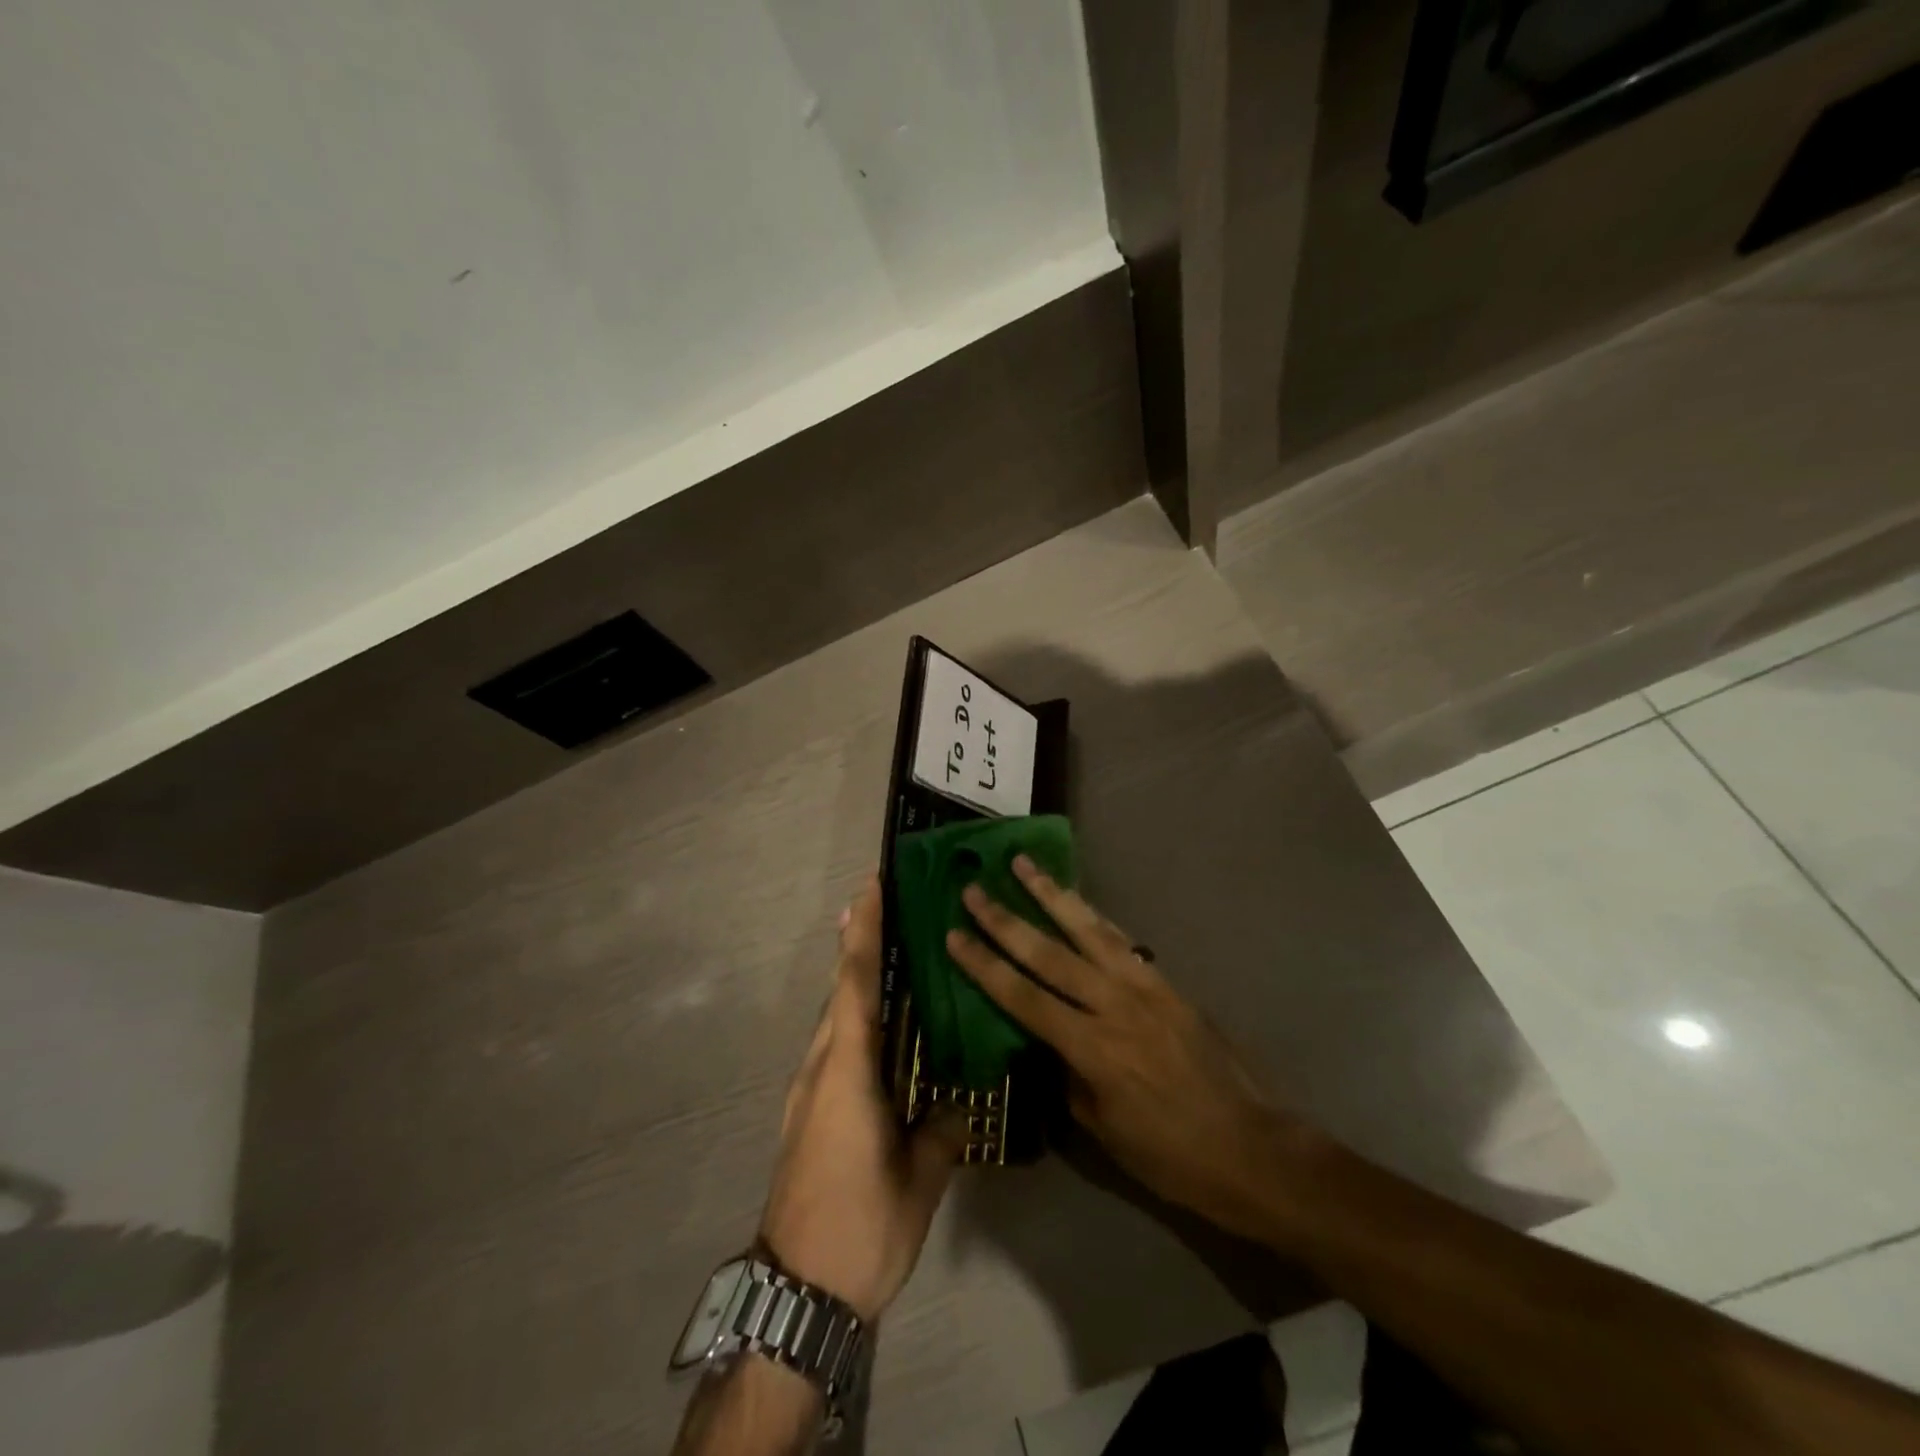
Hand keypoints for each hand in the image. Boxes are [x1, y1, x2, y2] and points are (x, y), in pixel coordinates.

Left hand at [758, 874, 965, 1321]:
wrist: (796, 1291)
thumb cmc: (860, 1228)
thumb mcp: (917, 1182)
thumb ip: (941, 1131)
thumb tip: (960, 1099)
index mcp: (846, 1073)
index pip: (856, 987)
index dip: (863, 934)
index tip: (869, 888)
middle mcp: (821, 1068)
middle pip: (841, 993)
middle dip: (859, 946)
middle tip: (889, 906)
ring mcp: (809, 1090)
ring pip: (835, 1019)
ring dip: (856, 981)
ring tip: (891, 953)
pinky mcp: (807, 1111)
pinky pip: (834, 1046)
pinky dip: (853, 1019)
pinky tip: (881, 1028)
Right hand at [946, 858, 1309, 1239]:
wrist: (1251, 1148)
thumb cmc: (1170, 1154)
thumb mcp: (1103, 1130)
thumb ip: (1068, 1076)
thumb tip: (1046, 1041)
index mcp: (1092, 1048)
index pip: (1022, 997)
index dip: (984, 965)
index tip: (954, 935)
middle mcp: (1113, 1005)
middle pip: (1048, 953)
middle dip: (1005, 920)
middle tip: (974, 889)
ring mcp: (1144, 986)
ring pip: (1086, 929)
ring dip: (1050, 894)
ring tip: (1023, 863)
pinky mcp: (1166, 982)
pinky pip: (1120, 939)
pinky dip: (1093, 914)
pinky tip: (1076, 899)